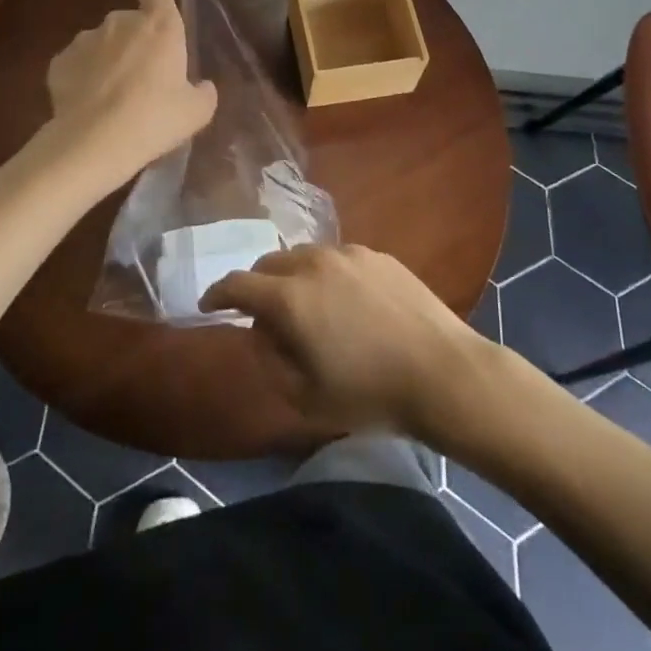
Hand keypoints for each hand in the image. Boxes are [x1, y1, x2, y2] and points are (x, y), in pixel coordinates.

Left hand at [43, 0, 217, 192]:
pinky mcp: (58, 61)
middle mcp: (121, 21)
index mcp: (160, 24)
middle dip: (134, 42)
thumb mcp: (196, 113)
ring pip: (101, 42)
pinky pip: (76, 63)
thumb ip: (203, 93)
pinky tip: (87, 106)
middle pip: (129, 20)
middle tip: (142, 80)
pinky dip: (81, 78)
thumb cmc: (154, 119)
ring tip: (111, 98)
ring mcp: (85, 39)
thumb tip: (202, 87)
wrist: (93, 143)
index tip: (157, 11)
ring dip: (107, 60)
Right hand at [200, 243, 495, 438]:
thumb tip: (259, 332)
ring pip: (304, 257)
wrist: (441, 371)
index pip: (238, 284)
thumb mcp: (305, 396)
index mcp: (290, 298)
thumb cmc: (369, 393)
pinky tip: (345, 303)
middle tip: (262, 314)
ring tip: (306, 307)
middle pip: (270, 264)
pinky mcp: (377, 254)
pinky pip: (337, 259)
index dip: (218, 294)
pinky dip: (326, 275)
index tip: (209, 305)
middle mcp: (313, 263)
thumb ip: (269, 360)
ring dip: (292, 277)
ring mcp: (348, 254)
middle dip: (257, 285)